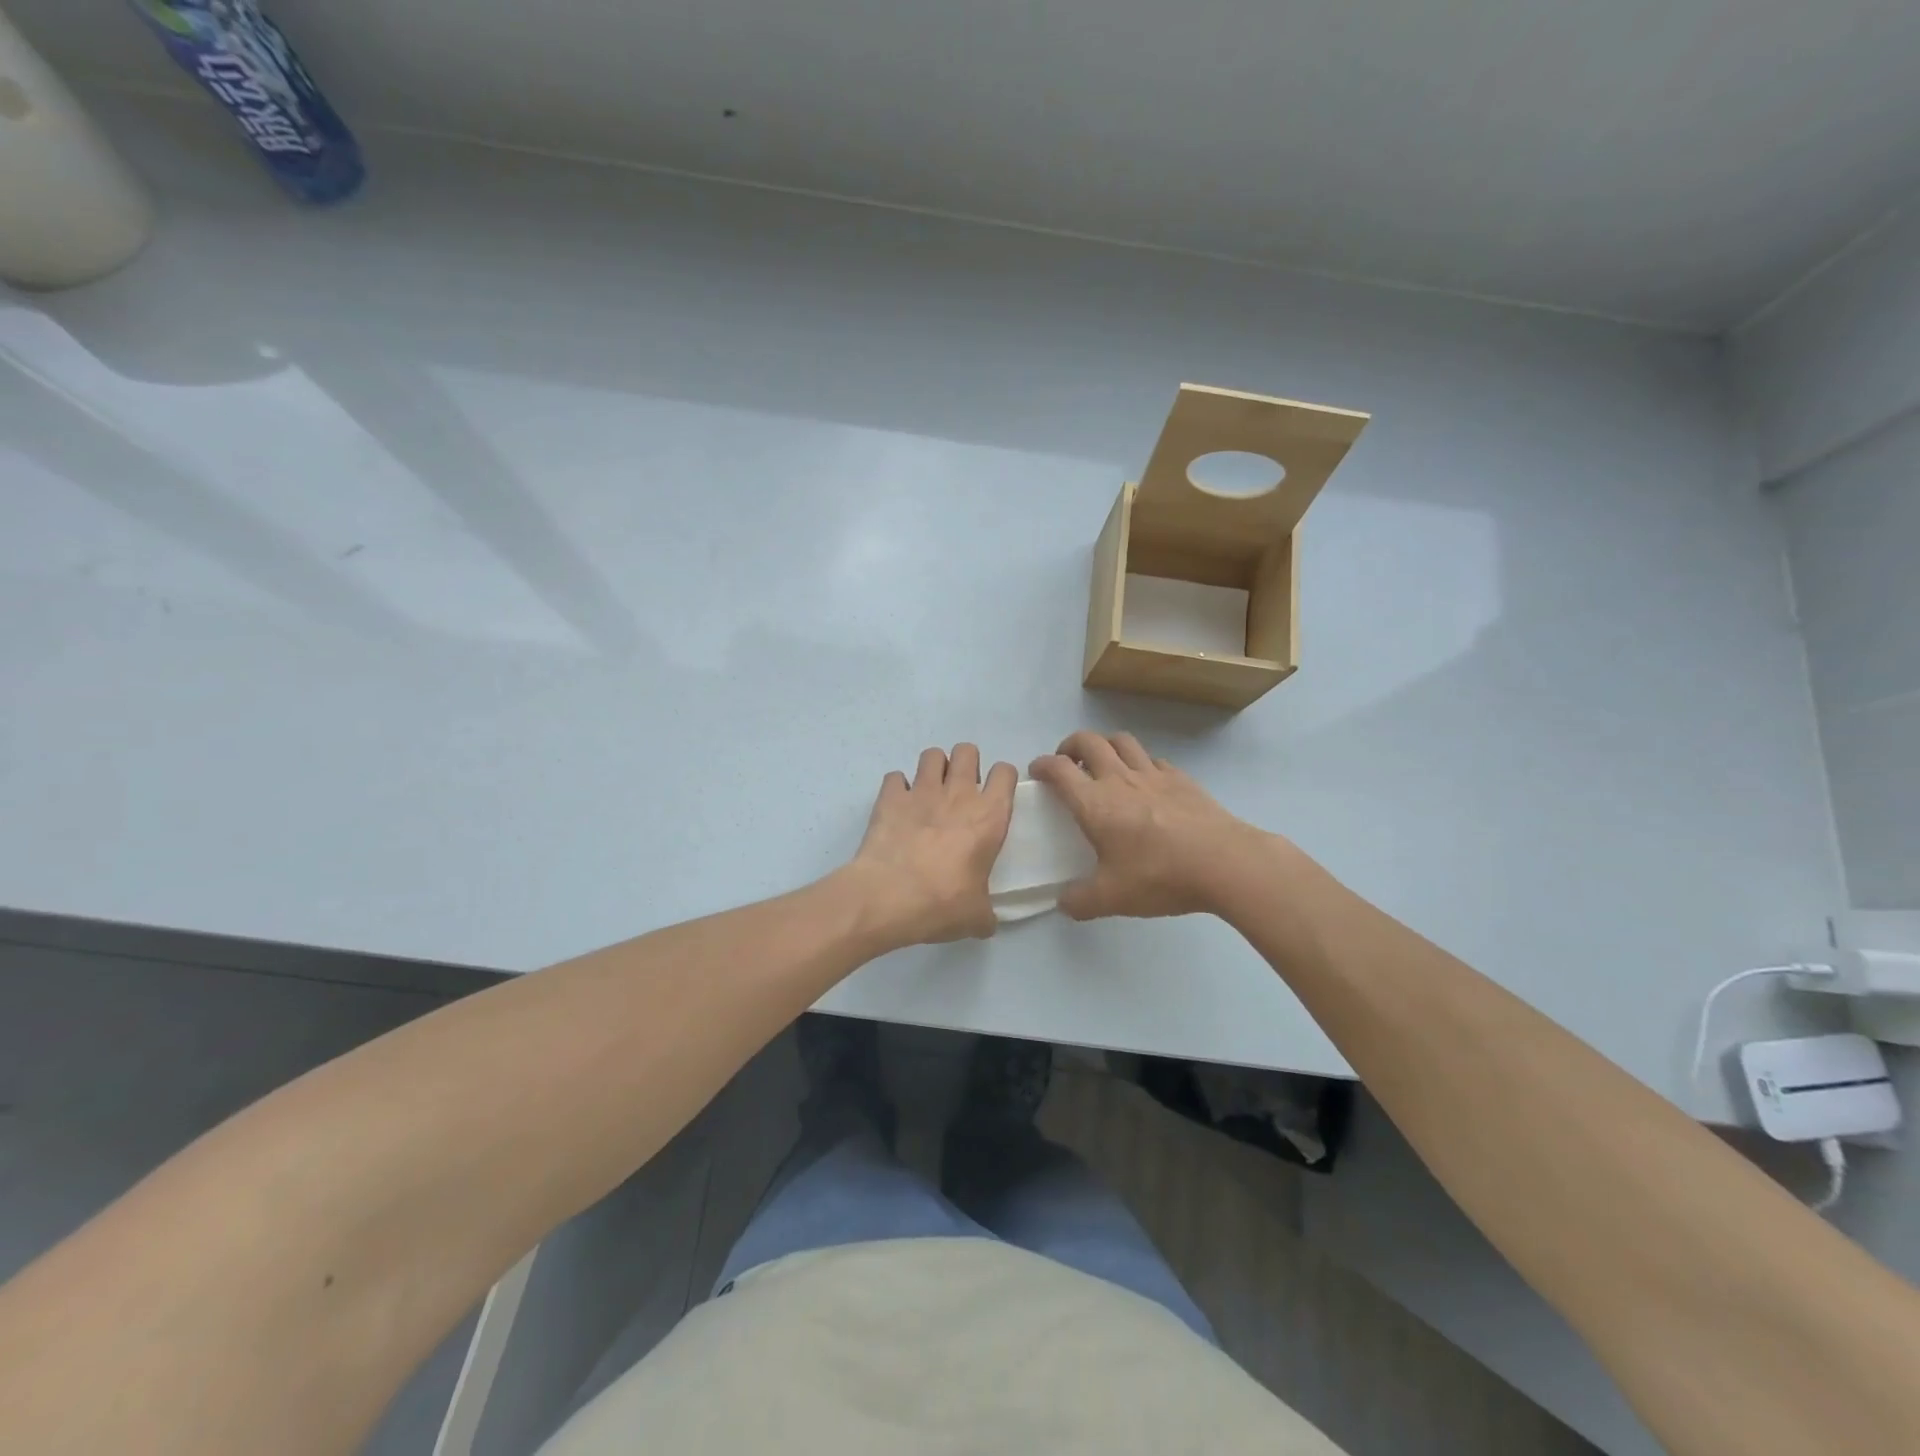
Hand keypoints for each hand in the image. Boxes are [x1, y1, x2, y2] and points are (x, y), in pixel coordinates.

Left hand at [847, 743, 1016, 947]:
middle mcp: (958, 794)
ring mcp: (921, 791)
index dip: (1002, 779)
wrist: (886, 897)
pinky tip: (897, 806)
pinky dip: (897, 787)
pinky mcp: (889, 797)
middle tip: (960, 791)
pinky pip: (895, 777)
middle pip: (968, 750)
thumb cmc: (941, 903)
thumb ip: (985, 914)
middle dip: (966, 764)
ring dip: (933, 768)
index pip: (1005, 773)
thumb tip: (986, 923)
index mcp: (989, 816)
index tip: (995, 795)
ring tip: (929, 792)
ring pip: (932, 754)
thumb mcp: (976, 917)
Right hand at [1028, 731, 1264, 918]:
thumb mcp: (1111, 898)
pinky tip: (1145, 782)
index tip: (1036, 772)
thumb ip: (1080, 901)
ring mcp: (1153, 775)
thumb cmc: (1160, 876)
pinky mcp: (1181, 779)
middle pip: (1089, 741)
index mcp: (1095, 803)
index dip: (1042, 765)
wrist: (1224, 863)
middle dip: (1070, 746)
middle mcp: (1120, 779)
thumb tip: (1064, 903)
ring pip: (1122, 741)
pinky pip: (1153, 759)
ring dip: (1105, 745)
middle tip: (1068, 763)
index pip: (1059, 769)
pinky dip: (1140, 763)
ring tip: (1103, 764)